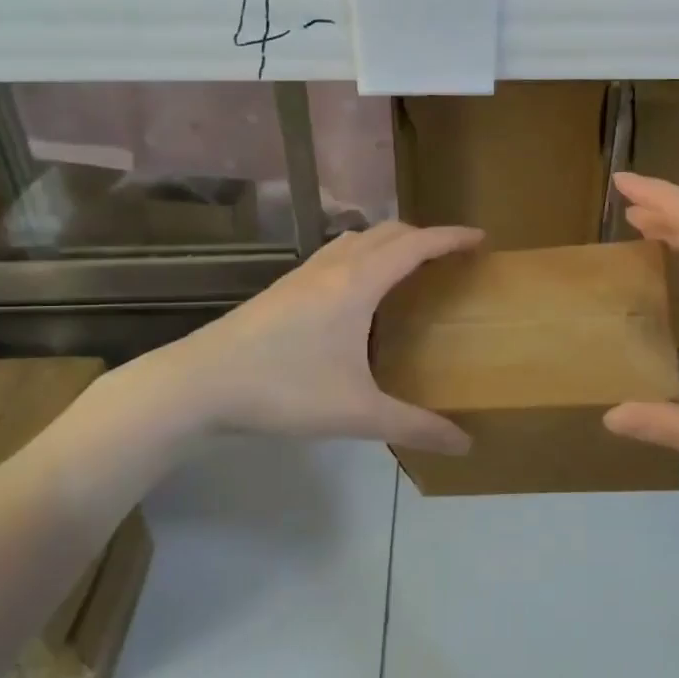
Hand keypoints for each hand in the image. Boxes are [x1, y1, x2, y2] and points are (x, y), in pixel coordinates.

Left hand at [146, 220, 483, 453]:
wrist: (198, 383)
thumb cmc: (283, 389)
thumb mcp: (356, 412)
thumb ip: (414, 426)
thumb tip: (464, 445)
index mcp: (358, 283)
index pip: (416, 244)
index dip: (451, 237)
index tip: (480, 238)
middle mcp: (333, 267)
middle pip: (387, 232)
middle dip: (423, 235)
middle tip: (449, 257)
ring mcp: (302, 274)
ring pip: (356, 239)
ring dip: (388, 241)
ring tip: (408, 267)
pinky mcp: (282, 288)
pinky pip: (334, 255)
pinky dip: (361, 256)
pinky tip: (356, 293)